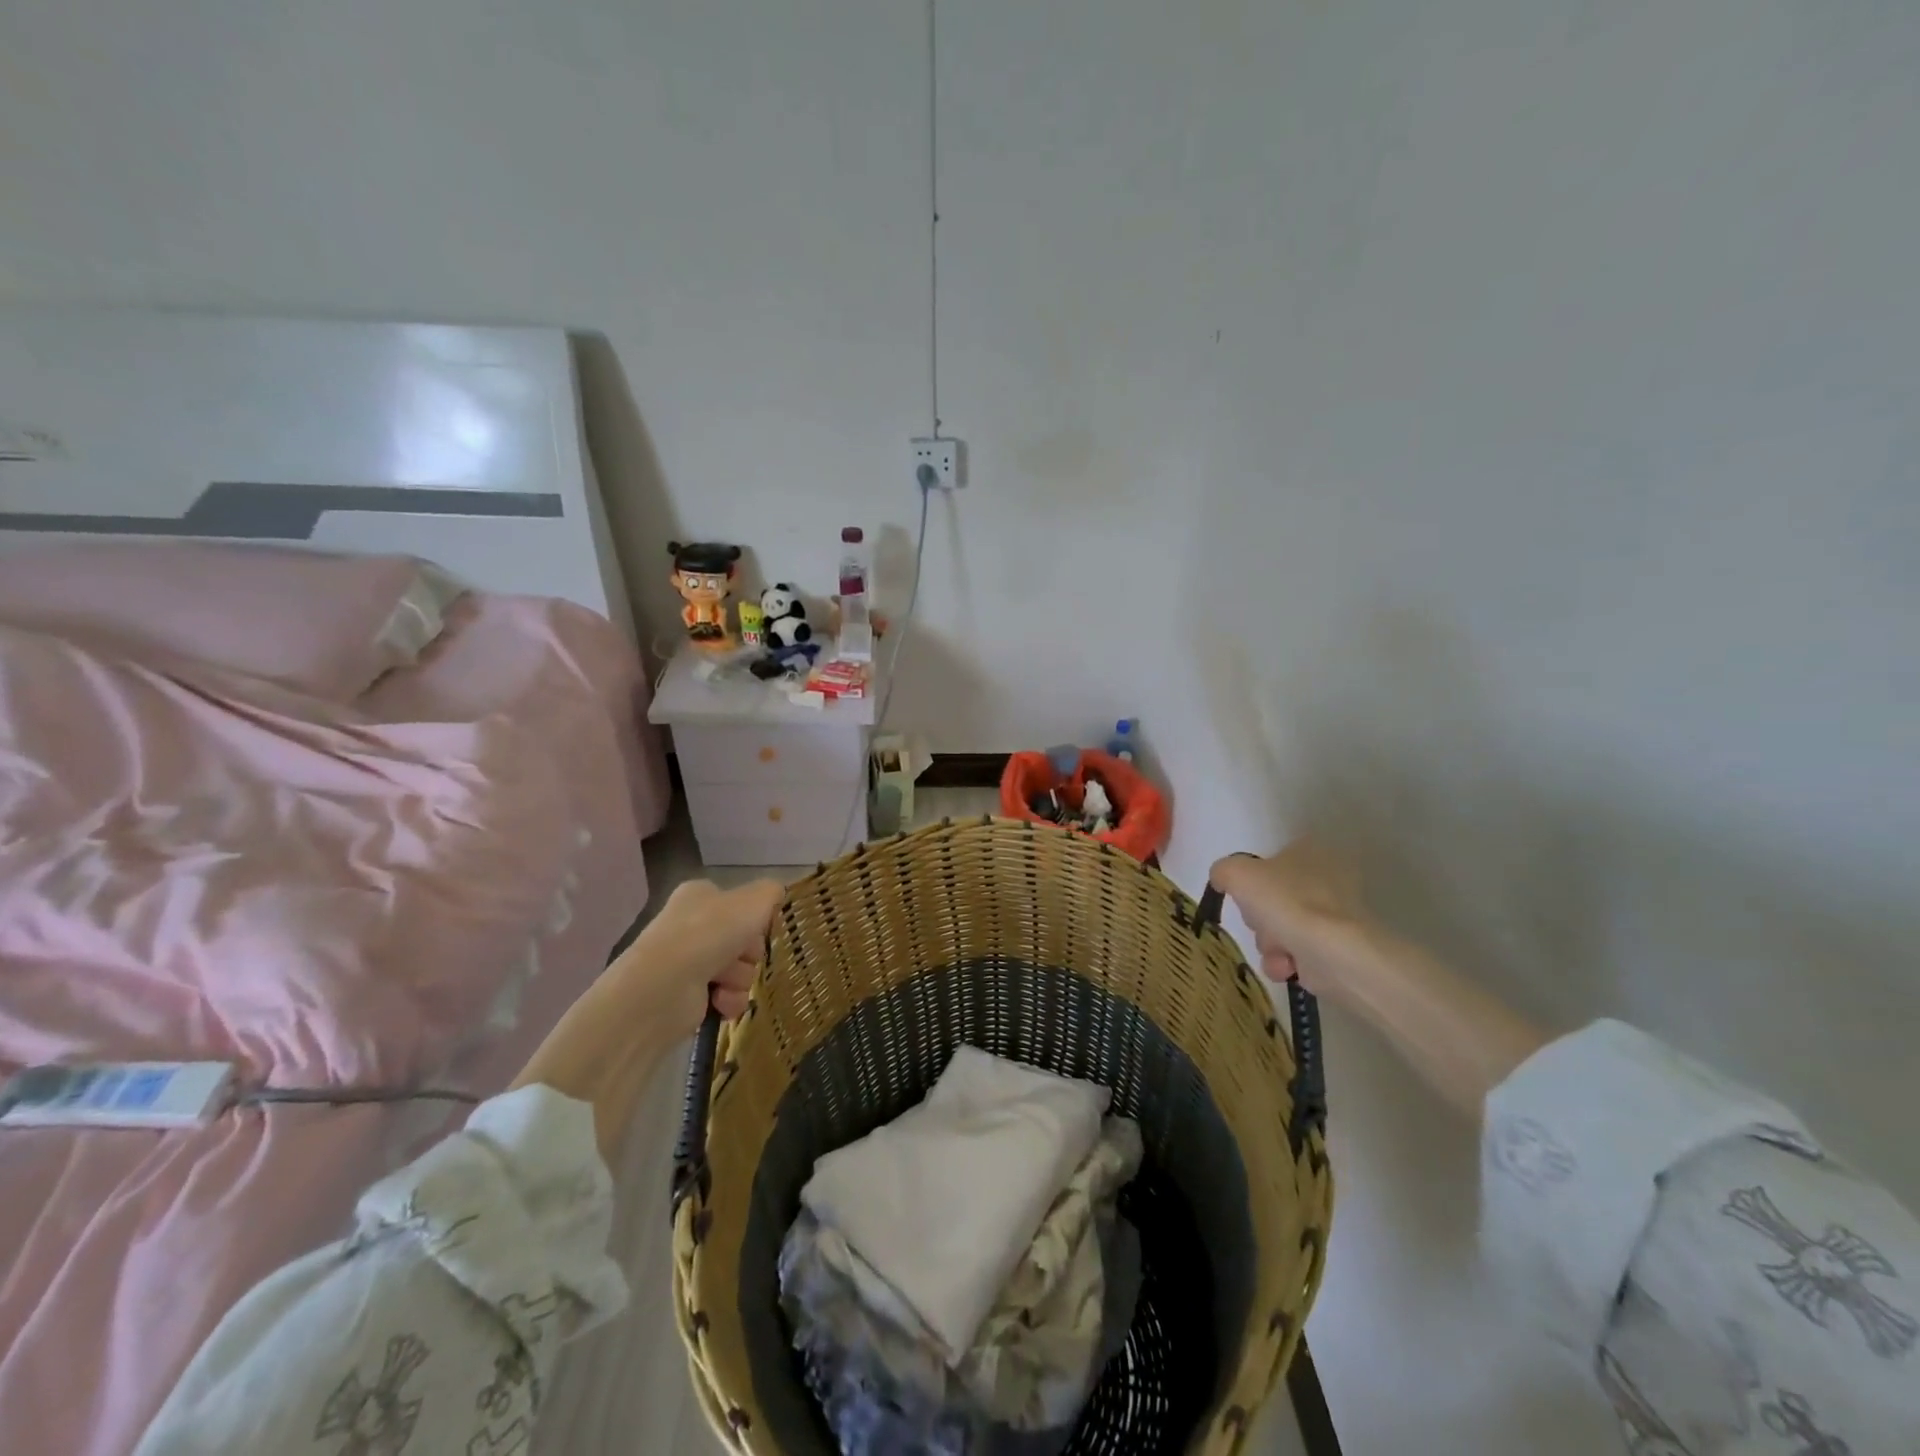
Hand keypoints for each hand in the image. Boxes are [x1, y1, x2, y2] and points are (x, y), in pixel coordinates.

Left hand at [604, 878, 785, 1038]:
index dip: (755, 918)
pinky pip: (725, 996)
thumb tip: (776, 894)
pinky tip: (720, 1001)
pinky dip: (728, 999)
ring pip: (738, 969)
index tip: (761, 928)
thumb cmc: (710, 933)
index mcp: (700, 896)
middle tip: (744, 955)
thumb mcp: (754, 900)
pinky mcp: (685, 996)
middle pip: (743, 939)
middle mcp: (690, 925)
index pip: (739, 904)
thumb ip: (771, 892)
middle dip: (749, 952)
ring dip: (740, 978)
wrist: (664, 986)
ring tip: (725, 981)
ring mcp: (686, 961)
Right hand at [1209, 840, 1368, 997]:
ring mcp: (1335, 915)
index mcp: (1309, 850)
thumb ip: (1223, 871)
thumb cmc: (1285, 902)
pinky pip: (1297, 953)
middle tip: (1260, 922)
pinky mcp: (1338, 948)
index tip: (1245, 897)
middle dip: (1259, 918)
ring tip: (1278, 950)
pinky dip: (1286, 962)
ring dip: (1269, 943)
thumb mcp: (1236, 873)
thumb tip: (1223, 880)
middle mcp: (1328, 878)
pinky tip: (1288, 966)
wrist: (1333, 953)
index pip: (1268, 862)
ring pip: (1281, 928)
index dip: (1251, 882)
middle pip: (1271, 899)